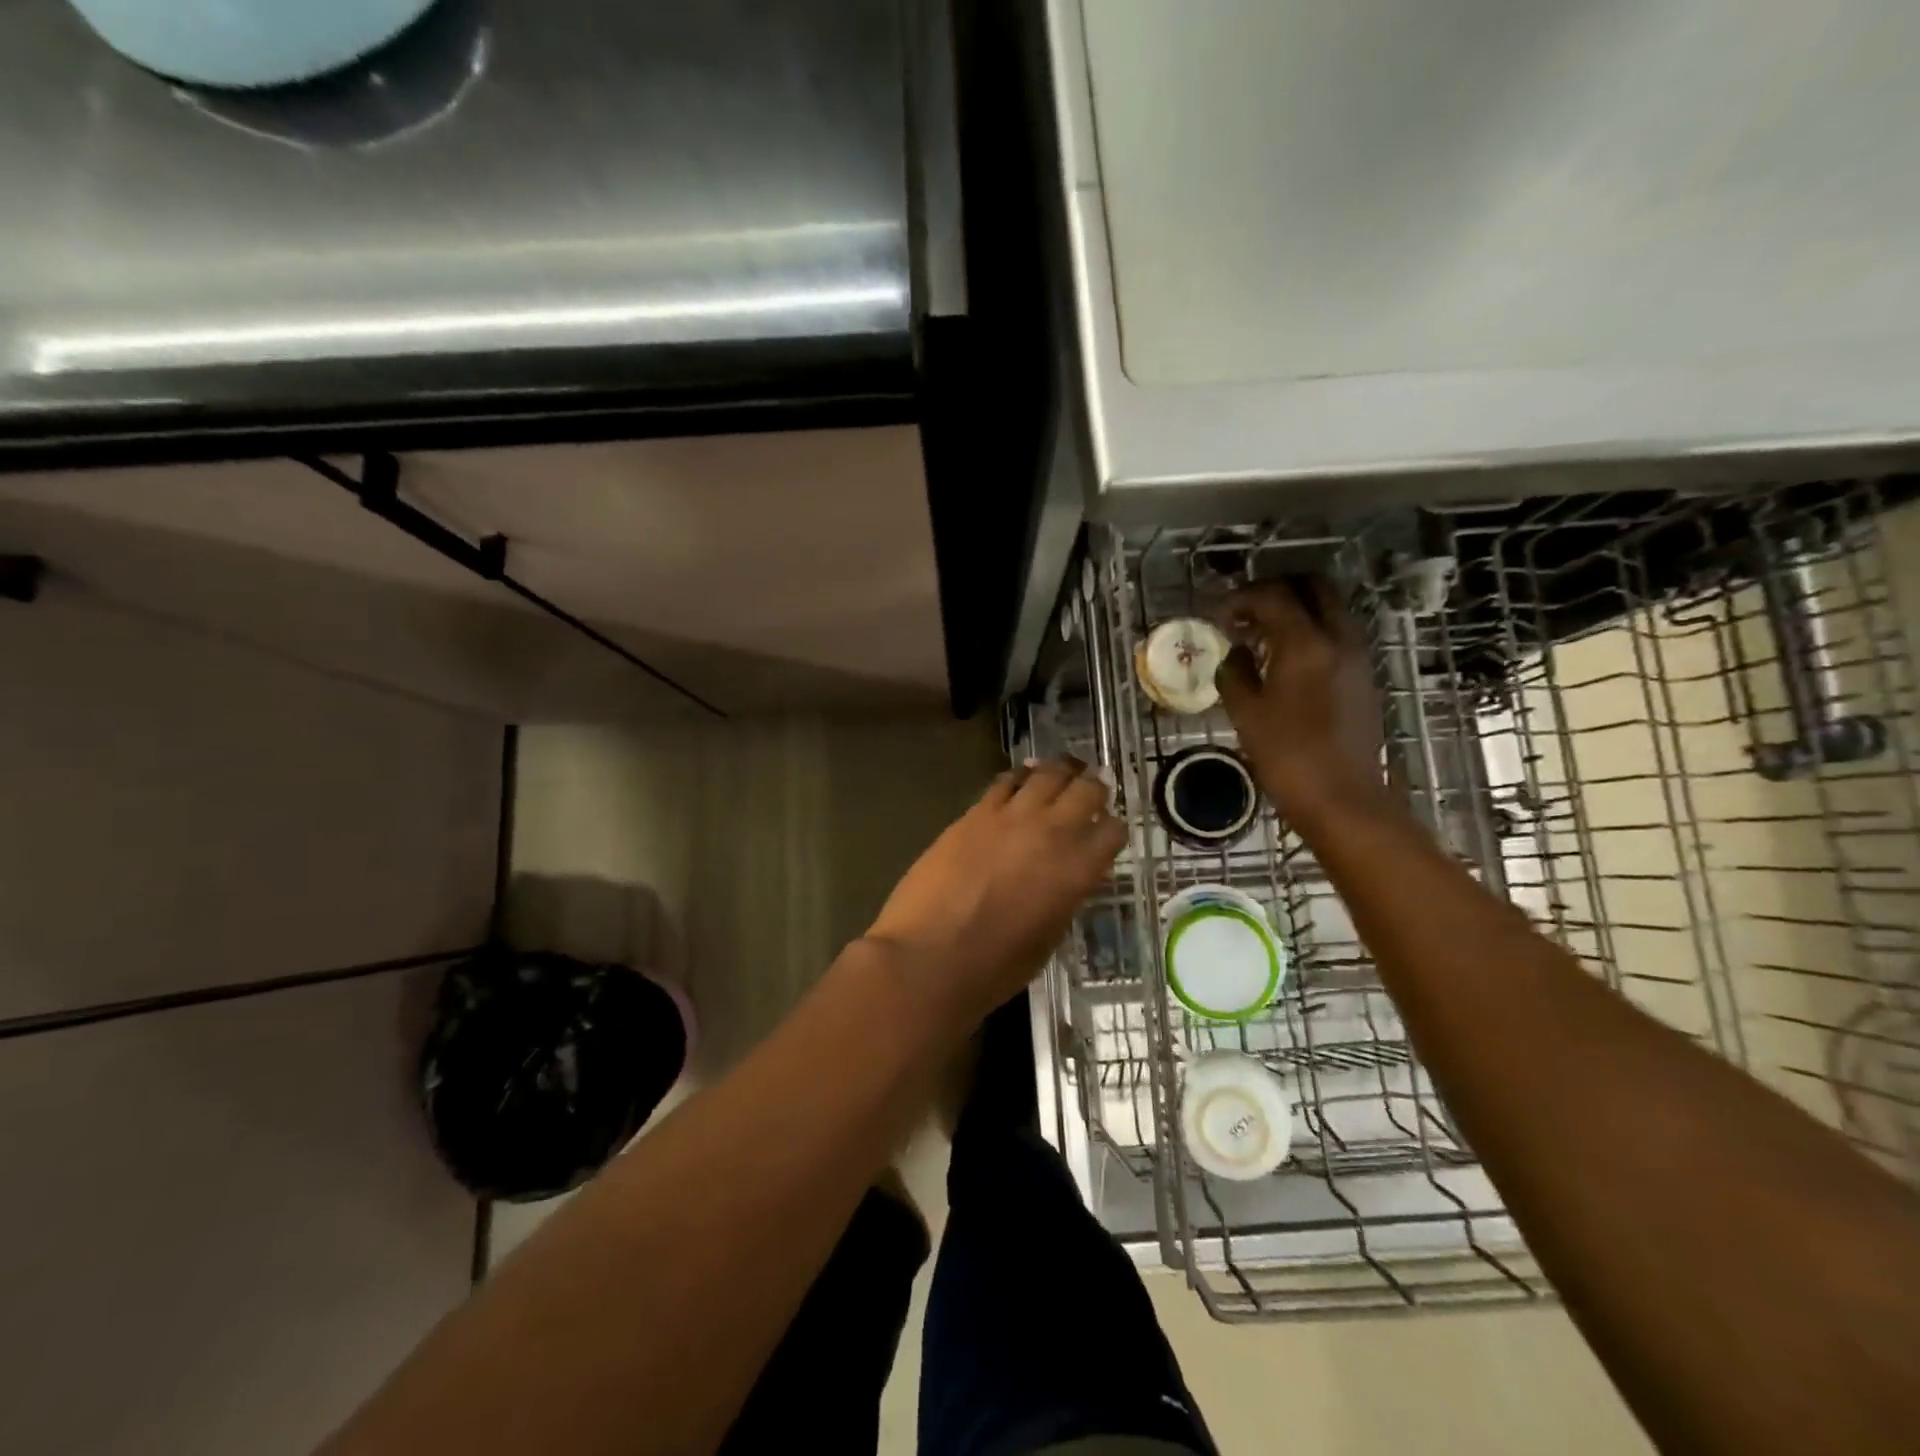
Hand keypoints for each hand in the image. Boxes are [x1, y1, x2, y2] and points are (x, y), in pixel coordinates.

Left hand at [866, 757, 1125, 1023]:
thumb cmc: (994, 967)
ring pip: (1046, 774)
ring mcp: (1010, 817)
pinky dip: (1018, 777)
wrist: (928, 957)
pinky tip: (1020, 778)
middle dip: (1094, 787)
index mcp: (1077, 870)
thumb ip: (1064, 898)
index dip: (1113, 828)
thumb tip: (1067, 879)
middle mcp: (1051, 832)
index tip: (1109, 830)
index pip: (1112, 831)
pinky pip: (1004, 782)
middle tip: (1094, 787)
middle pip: (1086, 790)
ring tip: (1063, 770)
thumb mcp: (1048, 938)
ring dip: (1060, 771)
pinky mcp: (974, 813)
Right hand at [1216, 578, 1386, 821]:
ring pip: (1328, 608)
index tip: (1218, 616)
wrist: (1343, 798)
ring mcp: (1357, 656)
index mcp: (1306, 643)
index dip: (1240, 598)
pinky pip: (1336, 634)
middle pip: (1312, 586)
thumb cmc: (1287, 756)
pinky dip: (1310, 632)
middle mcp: (1338, 638)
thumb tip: (1235, 654)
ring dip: (1295, 610)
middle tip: (1245, 612)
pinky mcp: (1363, 676)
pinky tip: (1284, 662)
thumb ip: (1234, 673)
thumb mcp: (1245, 713)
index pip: (1273, 595)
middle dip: (1276, 590)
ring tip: (1261, 637)